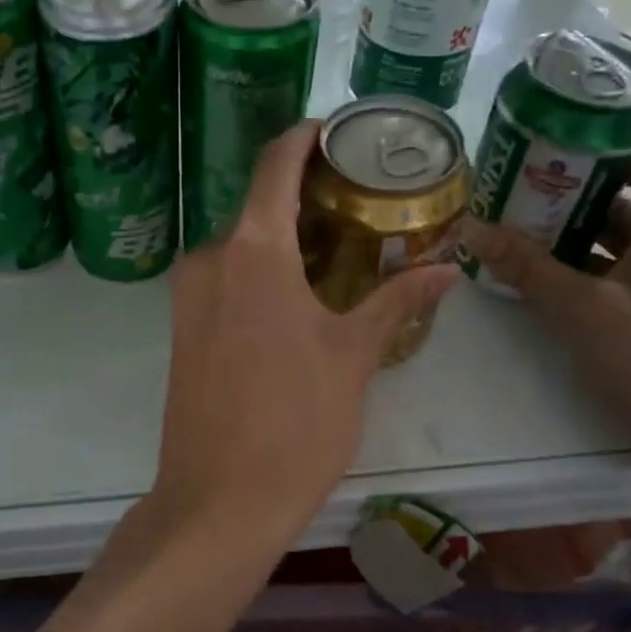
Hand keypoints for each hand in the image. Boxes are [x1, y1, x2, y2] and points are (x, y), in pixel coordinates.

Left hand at [150, 121, 457, 552]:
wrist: (218, 500)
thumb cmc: (295, 423)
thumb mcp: (354, 356)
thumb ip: (397, 300)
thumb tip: (448, 267)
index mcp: (252, 250)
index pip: (275, 163)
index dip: (306, 137)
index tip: (341, 131)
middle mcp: (210, 258)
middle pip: (259, 204)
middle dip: (307, 196)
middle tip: (363, 203)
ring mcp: (188, 294)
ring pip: (241, 243)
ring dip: (284, 236)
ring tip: (342, 247)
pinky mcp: (182, 327)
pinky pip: (224, 276)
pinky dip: (260, 269)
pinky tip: (298, 292)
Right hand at [459, 148, 630, 479]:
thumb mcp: (580, 310)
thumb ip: (526, 268)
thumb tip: (472, 227)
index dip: (607, 155)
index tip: (554, 160)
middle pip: (622, 207)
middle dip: (568, 202)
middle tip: (513, 205)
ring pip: (616, 248)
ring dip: (569, 243)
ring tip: (515, 245)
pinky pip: (617, 282)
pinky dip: (582, 278)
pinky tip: (543, 291)